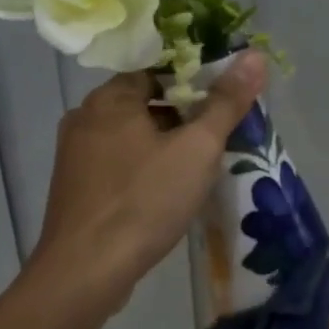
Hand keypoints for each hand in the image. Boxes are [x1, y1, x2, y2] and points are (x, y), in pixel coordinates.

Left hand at [30, 53, 265, 317]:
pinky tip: (165, 192)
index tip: (223, 101)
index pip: (157, 69)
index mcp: (109, 98)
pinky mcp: (74, 188)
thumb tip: (254, 56)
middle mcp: (84, 117)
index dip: (194, 80)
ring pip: (130, 136)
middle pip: (143, 102)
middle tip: (218, 137)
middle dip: (182, 116)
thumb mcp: (197, 149)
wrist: (85, 272)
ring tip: (198, 166)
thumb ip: (226, 102)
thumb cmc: (143, 201)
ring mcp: (74, 155)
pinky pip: (116, 163)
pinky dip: (142, 168)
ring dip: (162, 144)